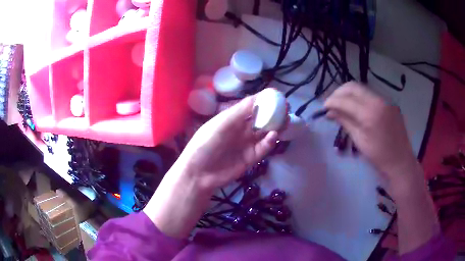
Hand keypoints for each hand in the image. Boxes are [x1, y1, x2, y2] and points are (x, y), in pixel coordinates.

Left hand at [178, 92, 278, 191]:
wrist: (199, 173)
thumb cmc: (206, 143)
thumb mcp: (222, 123)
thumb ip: (241, 111)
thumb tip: (260, 96)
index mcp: (232, 118)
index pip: (251, 106)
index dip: (264, 100)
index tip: (278, 96)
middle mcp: (241, 129)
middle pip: (261, 119)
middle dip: (273, 114)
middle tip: (286, 110)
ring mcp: (246, 144)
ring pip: (265, 133)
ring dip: (275, 127)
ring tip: (286, 121)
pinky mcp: (251, 158)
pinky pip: (263, 148)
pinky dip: (270, 141)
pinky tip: (273, 136)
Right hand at [324, 82, 439, 253]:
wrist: (401, 162)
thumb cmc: (379, 157)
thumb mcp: (360, 141)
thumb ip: (345, 121)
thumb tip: (330, 112)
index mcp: (371, 113)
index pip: (346, 99)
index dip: (332, 101)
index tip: (323, 107)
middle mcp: (379, 100)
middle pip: (353, 87)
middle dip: (339, 93)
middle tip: (331, 103)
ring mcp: (386, 100)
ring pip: (362, 89)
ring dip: (349, 94)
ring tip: (341, 105)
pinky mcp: (389, 103)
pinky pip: (371, 95)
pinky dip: (360, 98)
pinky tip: (356, 108)